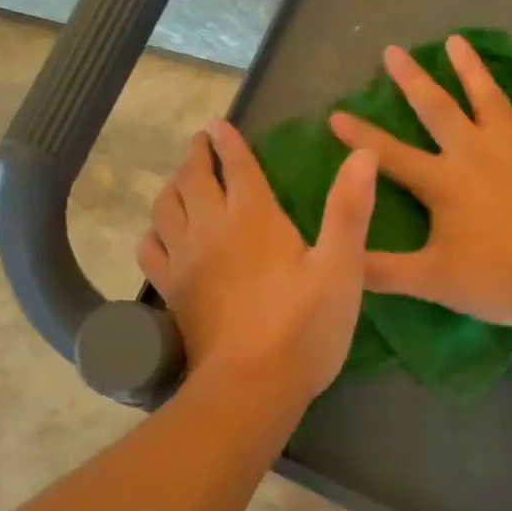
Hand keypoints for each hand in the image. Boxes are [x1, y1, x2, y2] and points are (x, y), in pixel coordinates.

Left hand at [138, 120, 377, 410]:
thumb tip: (362, 153)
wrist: (251, 385)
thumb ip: (349, 209)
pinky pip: (149, 248)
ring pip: (165, 207)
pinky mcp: (171, 290)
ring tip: (180, 180)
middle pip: (193, 179)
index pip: (237, 166)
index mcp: (254, 217)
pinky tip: (160, 233)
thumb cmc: (304, 328)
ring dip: (172, 186)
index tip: (219, 125)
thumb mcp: (341, 268)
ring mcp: (185, 259)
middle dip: (196, 155)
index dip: (229, 142)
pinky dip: (153, 231)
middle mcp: (211, 228)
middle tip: (200, 143)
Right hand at [327, 34, 511, 332]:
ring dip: (471, 68)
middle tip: (393, 49)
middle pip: (437, 108)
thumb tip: (340, 263)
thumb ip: (381, 271)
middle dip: (411, 79)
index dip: (359, 136)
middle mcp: (475, 153)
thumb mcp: (434, 282)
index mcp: (442, 182)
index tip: (335, 113)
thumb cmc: (503, 278)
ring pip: (489, 97)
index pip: (388, 155)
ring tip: (457, 40)